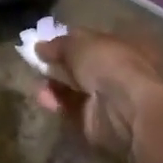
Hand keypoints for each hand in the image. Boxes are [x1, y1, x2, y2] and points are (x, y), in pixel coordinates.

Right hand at [35, 28, 162, 161]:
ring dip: (55, 84)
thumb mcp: (79, 44)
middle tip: (36, 61)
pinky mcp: (96, 122)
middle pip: (82, 67)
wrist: (126, 110)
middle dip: (59, 64)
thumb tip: (40, 47)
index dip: (69, 40)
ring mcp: (108, 99)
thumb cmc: (109, 64)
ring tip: (36, 80)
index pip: (93, 41)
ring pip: (75, 89)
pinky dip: (56, 102)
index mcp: (123, 46)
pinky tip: (42, 97)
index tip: (46, 42)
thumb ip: (58, 45)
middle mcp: (118, 72)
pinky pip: (71, 109)